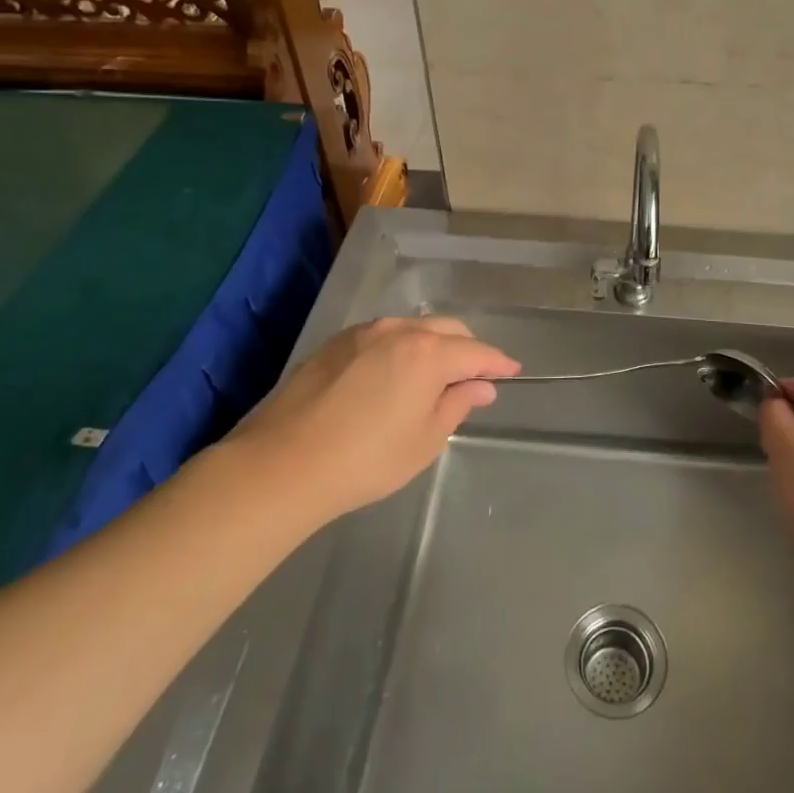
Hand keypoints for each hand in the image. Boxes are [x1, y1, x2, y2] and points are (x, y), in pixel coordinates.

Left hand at [226, 317, 518, 525]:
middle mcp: (399, 330)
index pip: (477, 352)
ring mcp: (363, 332)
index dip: (498, 363)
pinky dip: (402, 347)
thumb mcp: (424, 440)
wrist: (281, 465)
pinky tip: (394, 374)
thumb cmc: (365, 460)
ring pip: (414, 328)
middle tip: (474, 378)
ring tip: (434, 375)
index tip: (512, 371)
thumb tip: (480, 386)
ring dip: (434, 345)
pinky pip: (383, 335)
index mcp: (428, 353)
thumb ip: (456, 405)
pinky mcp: (335, 343)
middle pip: (447, 330)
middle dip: (467, 350)